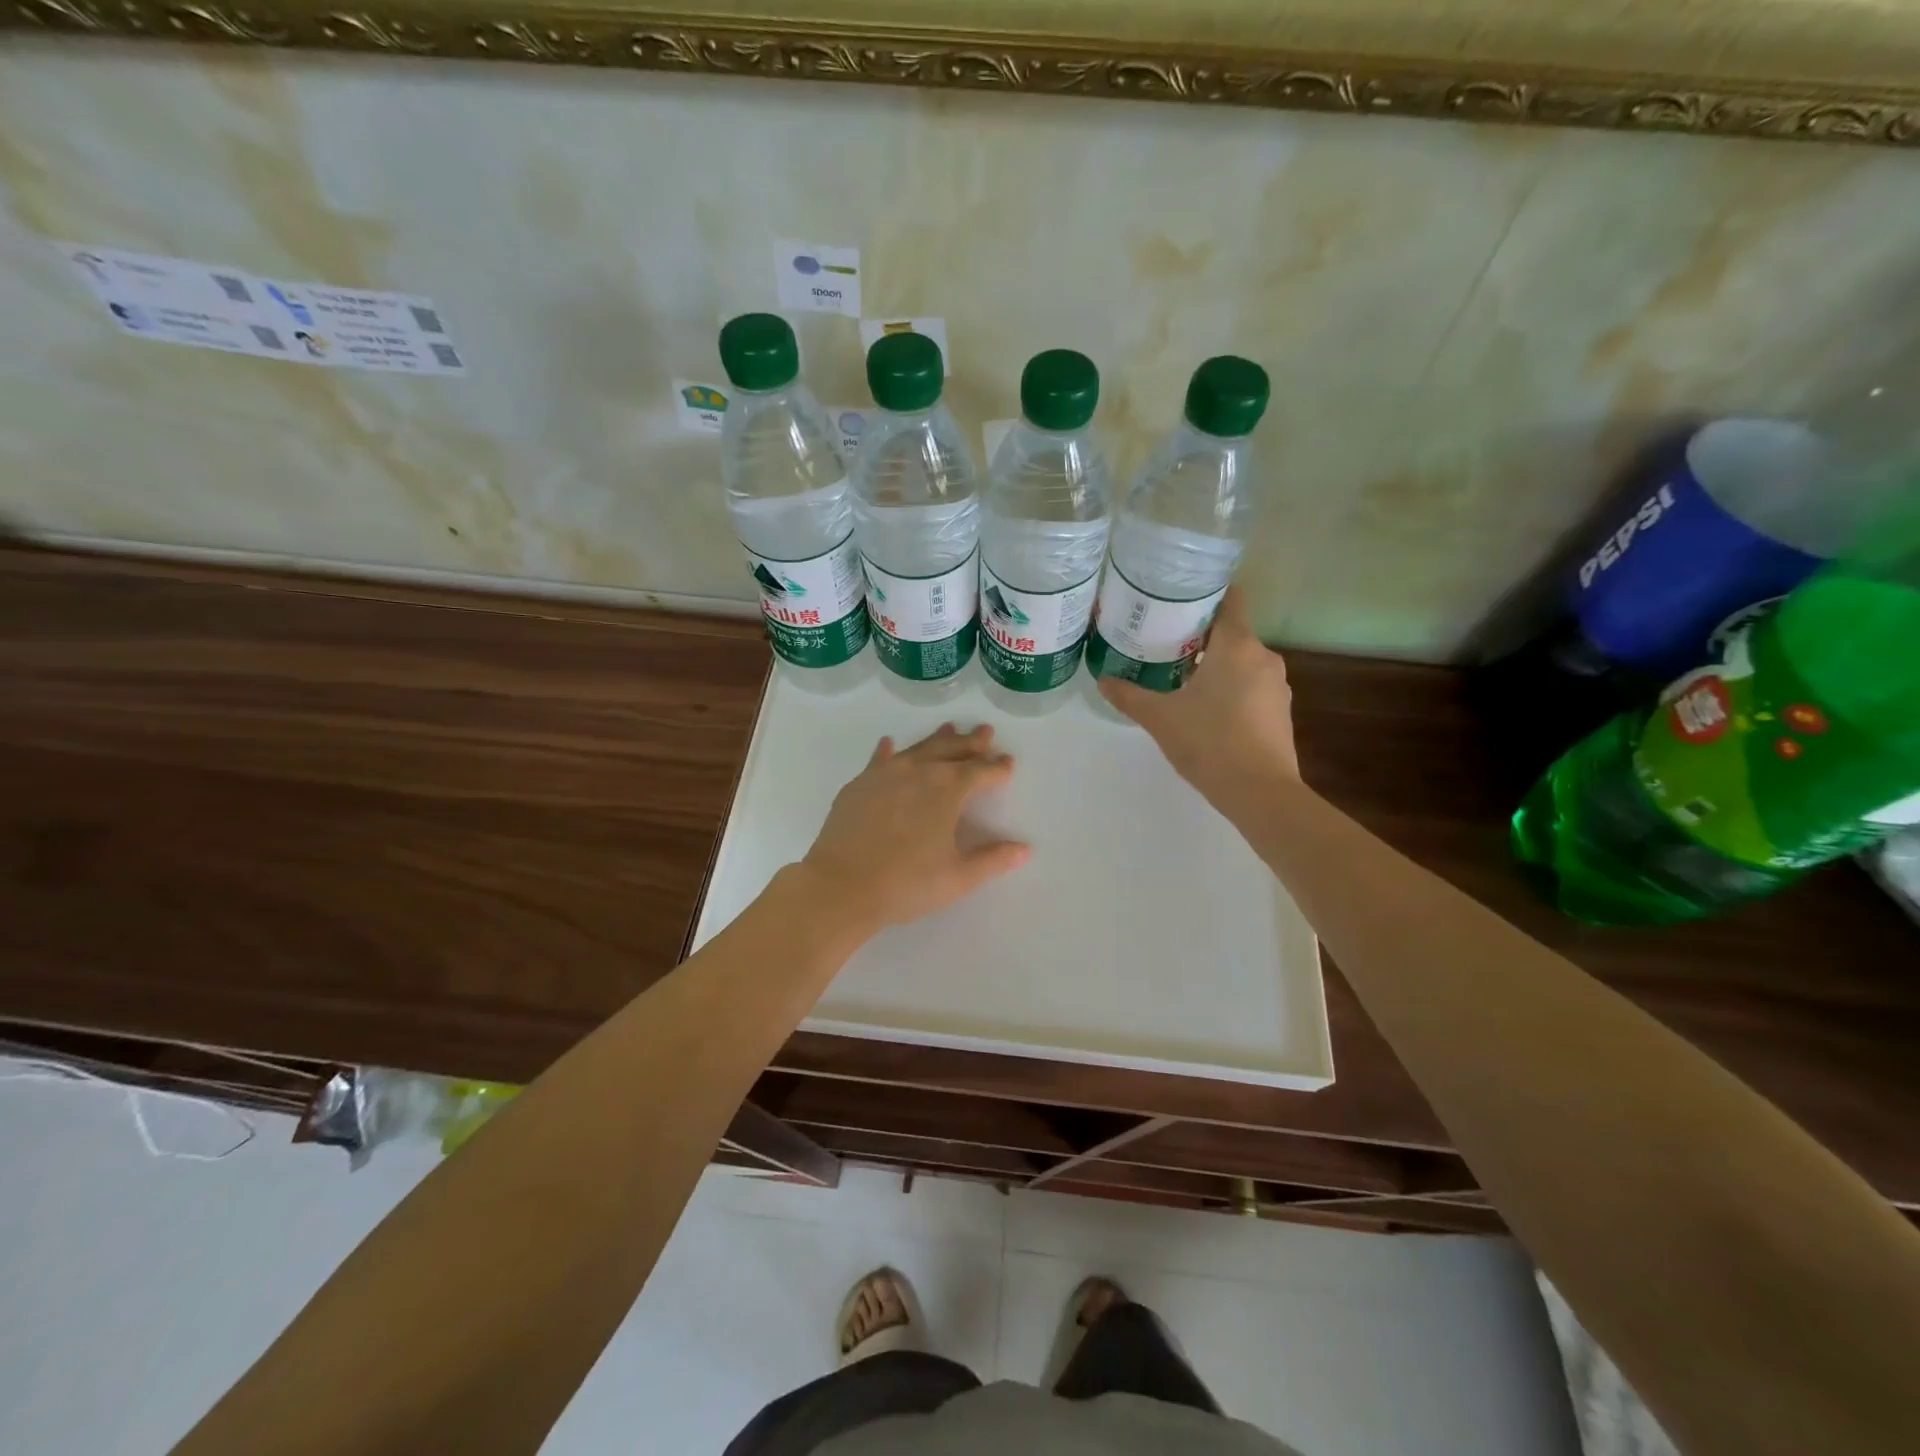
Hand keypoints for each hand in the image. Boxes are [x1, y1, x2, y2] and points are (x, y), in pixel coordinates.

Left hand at [797, 723, 1030, 939]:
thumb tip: (1024, 849)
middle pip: (950, 750)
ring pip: (918, 748)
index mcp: (947, 790)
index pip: (980, 772)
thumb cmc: (906, 884)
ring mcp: (885, 774)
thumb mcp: (957, 877)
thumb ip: (992, 860)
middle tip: (985, 732)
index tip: (1008, 763)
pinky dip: (887, 750)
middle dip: (971, 742)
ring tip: (950, 728)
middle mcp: (919, 772)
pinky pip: (879, 759)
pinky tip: (889, 743)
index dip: (997, 768)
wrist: (841, 886)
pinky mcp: (859, 783)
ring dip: (937, 739)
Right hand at [1098, 586, 1300, 808]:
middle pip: (1231, 631)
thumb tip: (1102, 679)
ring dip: (1215, 664)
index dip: (1205, 593)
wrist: (1261, 793)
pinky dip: (1230, 687)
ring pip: (1241, 660)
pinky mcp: (1280, 712)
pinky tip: (1206, 708)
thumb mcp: (1160, 718)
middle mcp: (1263, 657)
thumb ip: (1129, 696)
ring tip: (1180, 676)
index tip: (1177, 599)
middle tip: (1164, 642)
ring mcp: (1277, 685)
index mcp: (1237, 645)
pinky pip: (1251, 685)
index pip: (1229, 599)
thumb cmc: (1209, 743)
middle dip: (1200, 635)